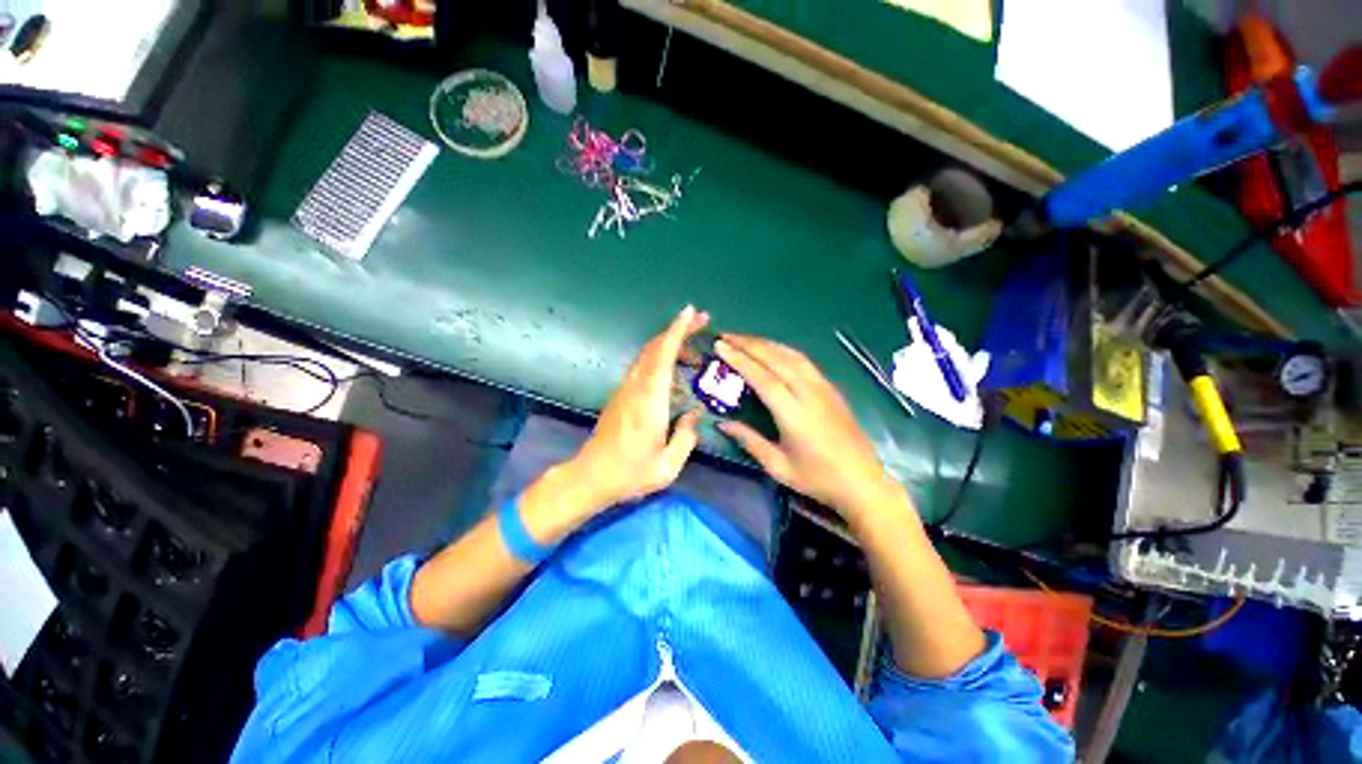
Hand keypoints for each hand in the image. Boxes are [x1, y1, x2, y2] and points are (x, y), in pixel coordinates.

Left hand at [565, 305, 708, 511]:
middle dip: (678, 329)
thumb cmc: (630, 473)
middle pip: (655, 347)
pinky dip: (661, 357)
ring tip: (694, 349)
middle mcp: (636, 388)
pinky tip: (675, 369)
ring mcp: (625, 389)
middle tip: (702, 321)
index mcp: (649, 401)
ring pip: (648, 354)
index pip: (663, 356)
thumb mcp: (668, 466)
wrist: (591, 476)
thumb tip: (694, 414)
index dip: (677, 331)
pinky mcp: (621, 395)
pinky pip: (643, 366)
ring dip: (669, 343)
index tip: (691, 313)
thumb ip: (687, 437)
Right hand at [715, 335, 902, 521]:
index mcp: (794, 413)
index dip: (739, 360)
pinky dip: (783, 350)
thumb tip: (723, 423)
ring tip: (744, 339)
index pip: (762, 377)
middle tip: (726, 336)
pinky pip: (803, 361)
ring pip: (791, 355)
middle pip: (776, 358)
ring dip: (766, 343)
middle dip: (748, 344)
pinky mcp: (831, 387)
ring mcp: (823, 387)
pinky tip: (772, 350)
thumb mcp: (778, 466)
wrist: (863, 481)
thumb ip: (749, 441)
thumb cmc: (818, 478)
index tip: (721, 346)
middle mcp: (809, 393)